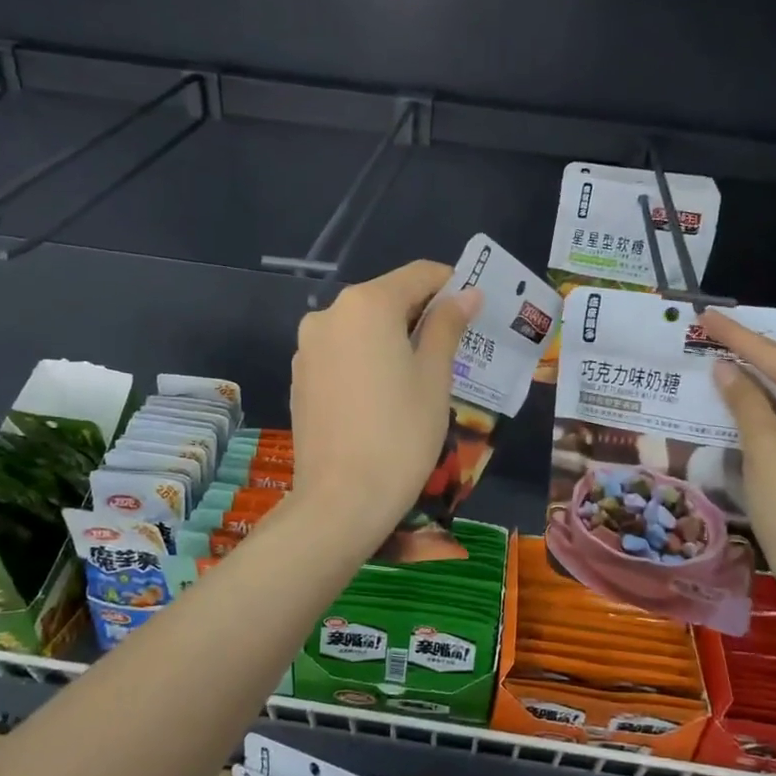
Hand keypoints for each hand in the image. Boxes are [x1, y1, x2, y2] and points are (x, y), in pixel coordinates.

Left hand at [290, 261, 480, 545]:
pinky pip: (342, 353)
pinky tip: (384, 396)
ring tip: (420, 376)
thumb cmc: (401, 433)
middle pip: (387, 299)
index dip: (451, 285)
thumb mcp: (434, 376)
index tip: (475, 309)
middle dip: (423, 315)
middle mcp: (330, 314)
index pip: (419, 275)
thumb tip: (466, 295)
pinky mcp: (300, 377)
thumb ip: (447, 326)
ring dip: (393, 339)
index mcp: (367, 304)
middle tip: (455, 346)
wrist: (341, 500)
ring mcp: (309, 346)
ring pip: (363, 327)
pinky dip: (367, 360)